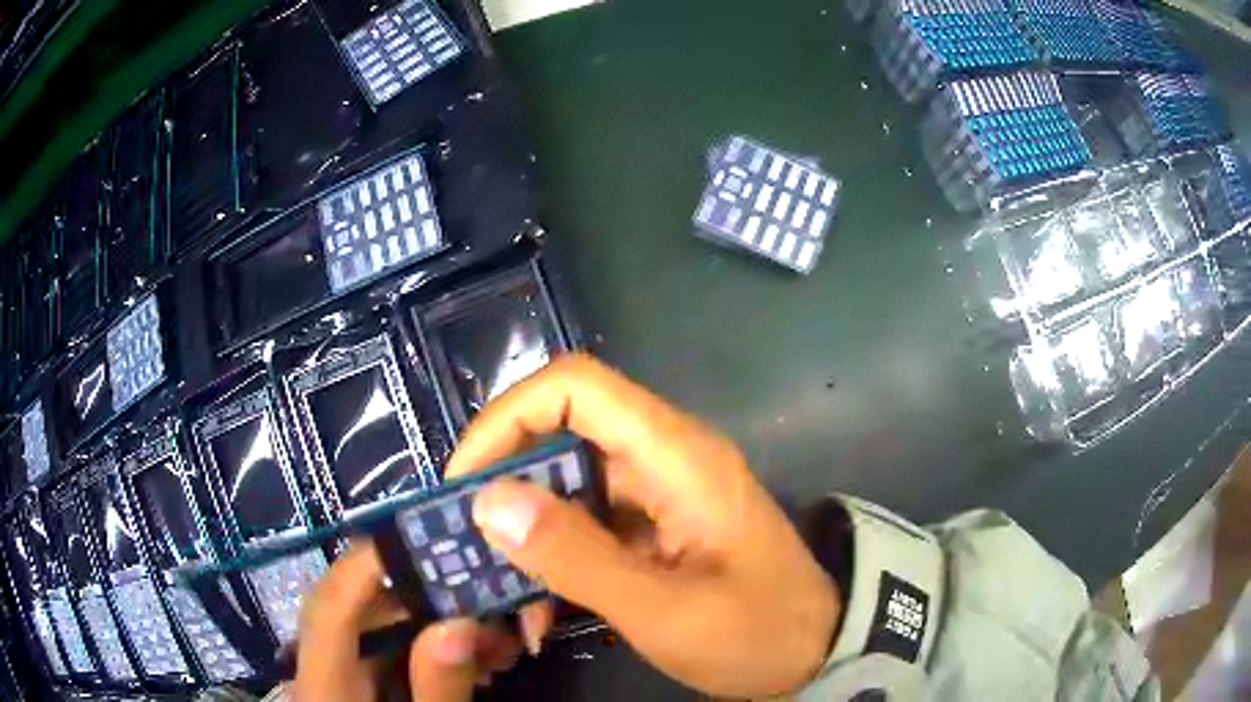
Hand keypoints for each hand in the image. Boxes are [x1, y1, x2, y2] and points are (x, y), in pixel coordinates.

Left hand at [293, 543, 522, 701]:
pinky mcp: (355, 689)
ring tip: (494, 634)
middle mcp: (319, 673)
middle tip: (478, 592)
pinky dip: (428, 653)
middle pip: (352, 612)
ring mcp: (336, 682)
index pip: (329, 611)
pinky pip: (386, 658)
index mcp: (325, 688)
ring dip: (431, 625)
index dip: (362, 568)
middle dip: (416, 597)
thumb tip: (457, 621)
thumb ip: (438, 690)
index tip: (416, 538)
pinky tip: (474, 662)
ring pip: (374, 634)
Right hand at [447, 353, 840, 697]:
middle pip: (562, 431)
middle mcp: (665, 456)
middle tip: (466, 541)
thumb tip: (489, 502)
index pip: (575, 386)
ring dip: (527, 531)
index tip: (465, 480)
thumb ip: (576, 557)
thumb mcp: (663, 610)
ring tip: (501, 590)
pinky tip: (541, 608)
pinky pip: (588, 521)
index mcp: (676, 455)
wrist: (814, 651)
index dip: (507, 417)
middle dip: (505, 482)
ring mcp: (660, 491)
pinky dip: (556, 555)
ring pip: (568, 481)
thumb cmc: (755, 633)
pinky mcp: (656, 523)